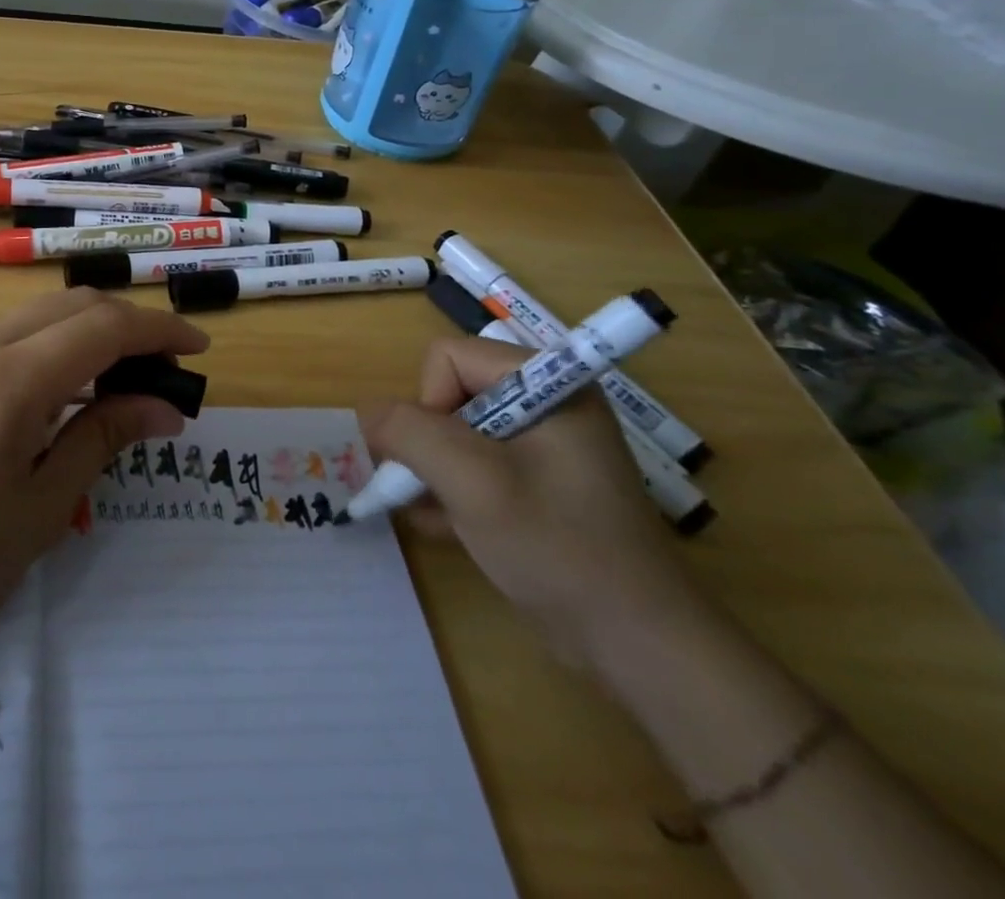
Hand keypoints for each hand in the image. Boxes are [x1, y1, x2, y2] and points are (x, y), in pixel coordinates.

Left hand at [0, 289, 209, 651]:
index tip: (199, 352)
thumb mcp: (42, 507)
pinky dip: (61, 342)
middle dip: (132, 326)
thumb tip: (165, 407)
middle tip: (168, 372)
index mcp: (10, 378)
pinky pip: (19, 330)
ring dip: (96, 331)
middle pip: (76, 305)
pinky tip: (75, 386)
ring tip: (130, 381)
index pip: (104, 327)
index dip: (159, 332)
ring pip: (47, 312)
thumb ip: (104, 439)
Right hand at [360, 337, 710, 670]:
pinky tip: (442, 527)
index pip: (449, 359)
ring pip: (454, 435)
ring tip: (433, 513)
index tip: (441, 461)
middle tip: (429, 490)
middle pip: (449, 396)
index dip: (428, 403)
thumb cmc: (557, 546)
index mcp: (547, 385)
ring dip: (432, 471)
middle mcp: (545, 406)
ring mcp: (543, 449)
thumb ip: (409, 433)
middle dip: (427, 444)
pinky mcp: (538, 487)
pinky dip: (450, 491)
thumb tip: (367, 413)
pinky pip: (474, 468)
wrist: (637, 645)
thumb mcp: (472, 481)